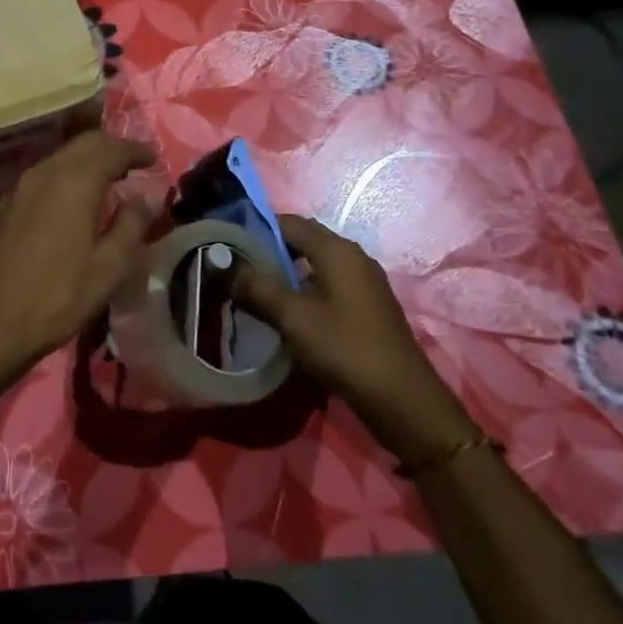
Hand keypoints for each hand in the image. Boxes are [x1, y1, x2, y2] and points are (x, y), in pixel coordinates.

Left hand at [0, 131, 155, 385]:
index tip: (155, 159)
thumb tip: (146, 197)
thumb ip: (131, 225)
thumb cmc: (58, 296)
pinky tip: (78, 200)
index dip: (136, 150)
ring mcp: (22, 186)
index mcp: (74, 180)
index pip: (111, 148)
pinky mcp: (8, 204)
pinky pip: (47, 174)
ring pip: (63, 157)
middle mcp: (45, 171)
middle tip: (136, 166)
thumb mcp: (109, 267)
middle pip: (84, 143)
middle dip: (112, 148)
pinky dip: (69, 175)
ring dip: (89, 161)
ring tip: (112, 182)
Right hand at [238, 214, 474, 464]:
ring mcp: (364, 283)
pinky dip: (303, 291)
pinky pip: (327, 286)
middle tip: (236, 270)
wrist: (402, 401)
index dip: (255, 229)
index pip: (288, 222)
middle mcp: (353, 257)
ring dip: (284, 274)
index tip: (227, 245)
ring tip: (254, 292)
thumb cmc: (345, 348)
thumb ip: (255, 287)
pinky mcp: (367, 307)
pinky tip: (286, 314)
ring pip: (314, 266)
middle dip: (268, 252)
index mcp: (336, 249)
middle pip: (302, 241)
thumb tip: (219, 264)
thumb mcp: (292, 317)